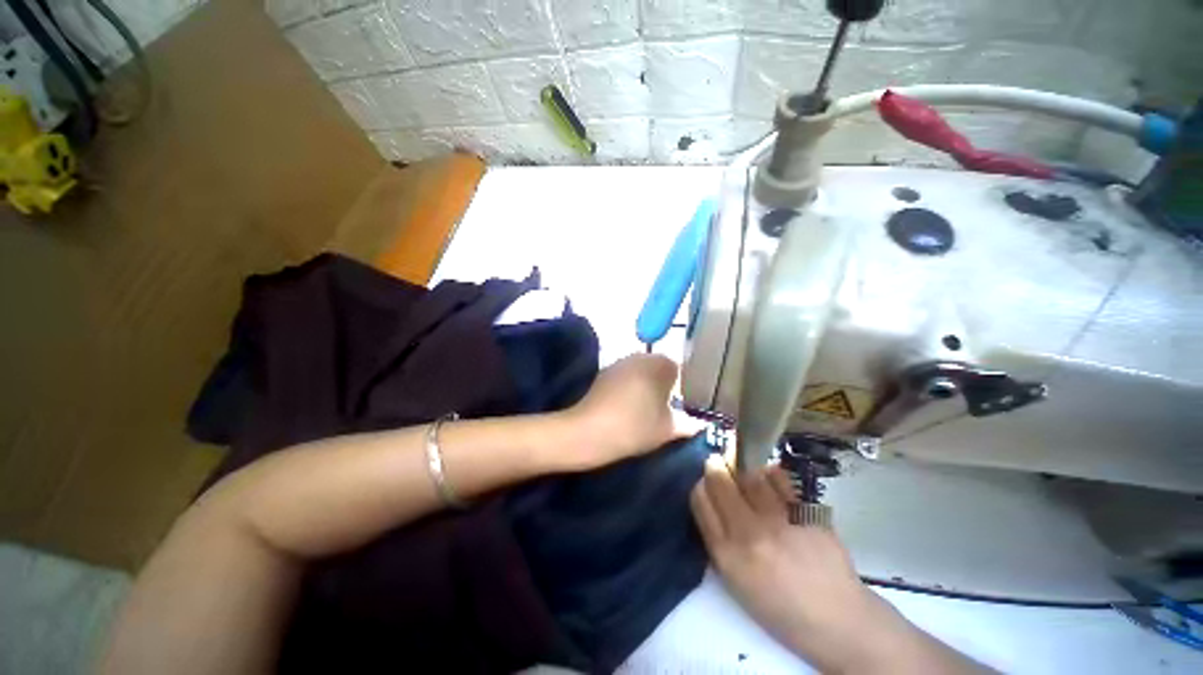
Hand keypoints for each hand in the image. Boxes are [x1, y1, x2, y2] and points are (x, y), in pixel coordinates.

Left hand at [562, 354, 700, 469]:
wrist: (589, 431)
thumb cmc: (634, 427)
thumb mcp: (667, 429)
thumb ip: (687, 423)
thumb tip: (700, 424)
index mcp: (659, 364)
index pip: (679, 369)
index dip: (681, 388)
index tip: (678, 407)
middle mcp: (640, 356)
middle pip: (659, 367)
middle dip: (663, 384)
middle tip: (662, 409)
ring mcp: (620, 362)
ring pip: (641, 370)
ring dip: (645, 385)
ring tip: (643, 409)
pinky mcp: (604, 371)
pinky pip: (625, 375)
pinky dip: (629, 386)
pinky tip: (625, 405)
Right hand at [690, 459, 899, 672]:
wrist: (835, 620)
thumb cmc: (779, 605)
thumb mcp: (735, 579)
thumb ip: (718, 537)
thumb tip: (711, 497)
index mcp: (726, 554)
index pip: (700, 498)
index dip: (701, 484)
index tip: (707, 481)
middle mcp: (748, 533)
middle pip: (720, 480)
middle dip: (715, 465)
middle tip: (718, 461)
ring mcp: (779, 522)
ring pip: (748, 473)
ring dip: (741, 464)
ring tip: (744, 465)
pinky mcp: (805, 514)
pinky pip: (779, 478)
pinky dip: (770, 472)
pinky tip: (769, 477)